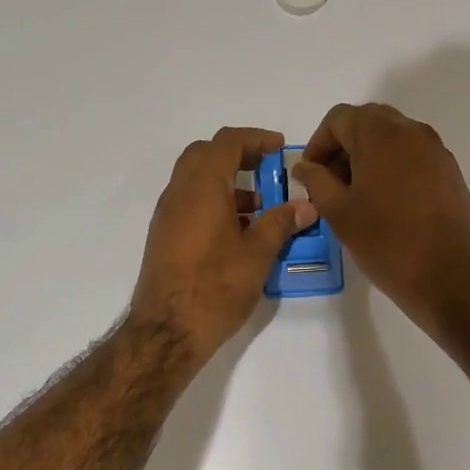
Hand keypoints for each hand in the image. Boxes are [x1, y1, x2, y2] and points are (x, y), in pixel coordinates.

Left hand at [130, 127, 316, 363]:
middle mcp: (179, 192)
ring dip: (226, 181)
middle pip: (206, 154)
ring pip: (195, 179)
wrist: (167, 330)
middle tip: (267, 169)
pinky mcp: (163, 236)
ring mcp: (167, 215)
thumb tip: (305, 206)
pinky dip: (213, 201)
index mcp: (202, 187)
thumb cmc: (215, 287)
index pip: (227, 142)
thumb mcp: (256, 255)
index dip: (255, 139)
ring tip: (258, 206)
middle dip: (238, 155)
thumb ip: (280, 223)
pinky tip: (237, 231)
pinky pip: (189, 202)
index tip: (279, 149)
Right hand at [294, 102, 469, 331]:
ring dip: (368, 156)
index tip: (310, 175)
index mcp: (381, 135)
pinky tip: (385, 203)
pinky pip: (413, 156)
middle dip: (344, 146)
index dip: (318, 143)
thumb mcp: (339, 213)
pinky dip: (392, 167)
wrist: (450, 277)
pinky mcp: (450, 172)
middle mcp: (412, 131)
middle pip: (368, 122)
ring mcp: (436, 150)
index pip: (339, 118)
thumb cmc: (387, 243)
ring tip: (356, 196)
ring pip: (392, 138)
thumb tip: (304, 166)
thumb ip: (316, 182)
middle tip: (330, 183)